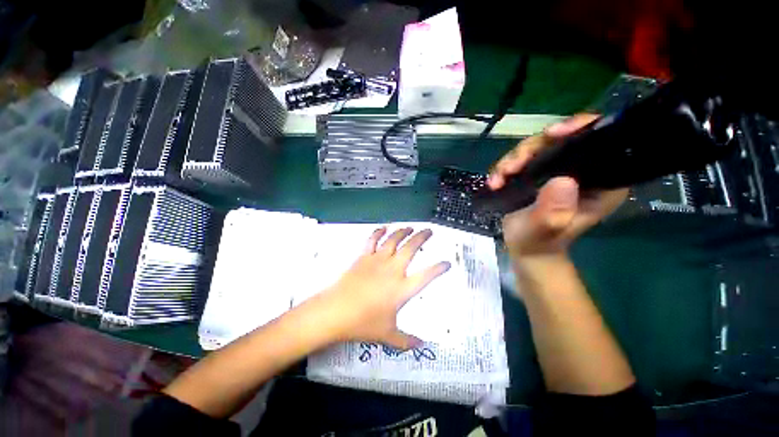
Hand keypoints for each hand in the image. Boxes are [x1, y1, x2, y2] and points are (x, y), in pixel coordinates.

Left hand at [314, 227, 450, 348]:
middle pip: (411, 248)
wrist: (335, 311)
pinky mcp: (364, 257)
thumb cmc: (363, 323)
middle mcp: (393, 270)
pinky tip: (383, 228)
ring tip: (410, 227)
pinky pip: (372, 240)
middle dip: (422, 238)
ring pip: (393, 240)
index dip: (438, 268)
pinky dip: (378, 232)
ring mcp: (377, 261)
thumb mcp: (387, 335)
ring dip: (403, 232)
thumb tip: (422, 346)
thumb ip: (406, 341)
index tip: (446, 263)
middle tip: (429, 231)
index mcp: (402, 288)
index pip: (426, 276)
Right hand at [488, 114, 628, 258]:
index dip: (579, 129)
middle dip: (531, 149)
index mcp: (600, 182)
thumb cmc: (539, 242)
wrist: (525, 248)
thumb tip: (562, 180)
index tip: (552, 134)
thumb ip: (554, 211)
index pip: (600, 142)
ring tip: (498, 179)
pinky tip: (495, 181)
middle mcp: (583, 170)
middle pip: (560, 139)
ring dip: (513, 159)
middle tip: (510, 168)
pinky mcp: (538, 174)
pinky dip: (505, 167)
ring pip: (537, 147)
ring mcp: (558, 170)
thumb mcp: (546, 230)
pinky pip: (522, 159)